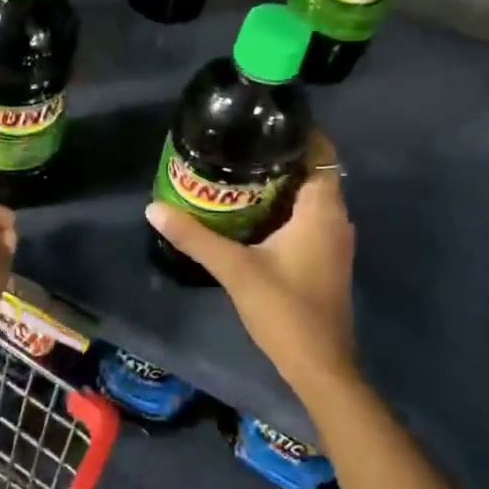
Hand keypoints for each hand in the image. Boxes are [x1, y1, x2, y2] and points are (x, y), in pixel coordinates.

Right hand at [145, 133, 358, 399]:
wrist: (319, 366)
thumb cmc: (284, 310)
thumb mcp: (234, 269)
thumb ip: (195, 237)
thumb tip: (153, 208)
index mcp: (322, 210)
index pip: (321, 152)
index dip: (298, 133)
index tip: (261, 123)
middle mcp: (336, 219)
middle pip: (313, 172)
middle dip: (279, 158)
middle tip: (237, 147)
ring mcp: (334, 241)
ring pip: (310, 197)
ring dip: (280, 185)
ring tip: (238, 174)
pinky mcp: (327, 259)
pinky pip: (309, 218)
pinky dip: (285, 209)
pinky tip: (251, 215)